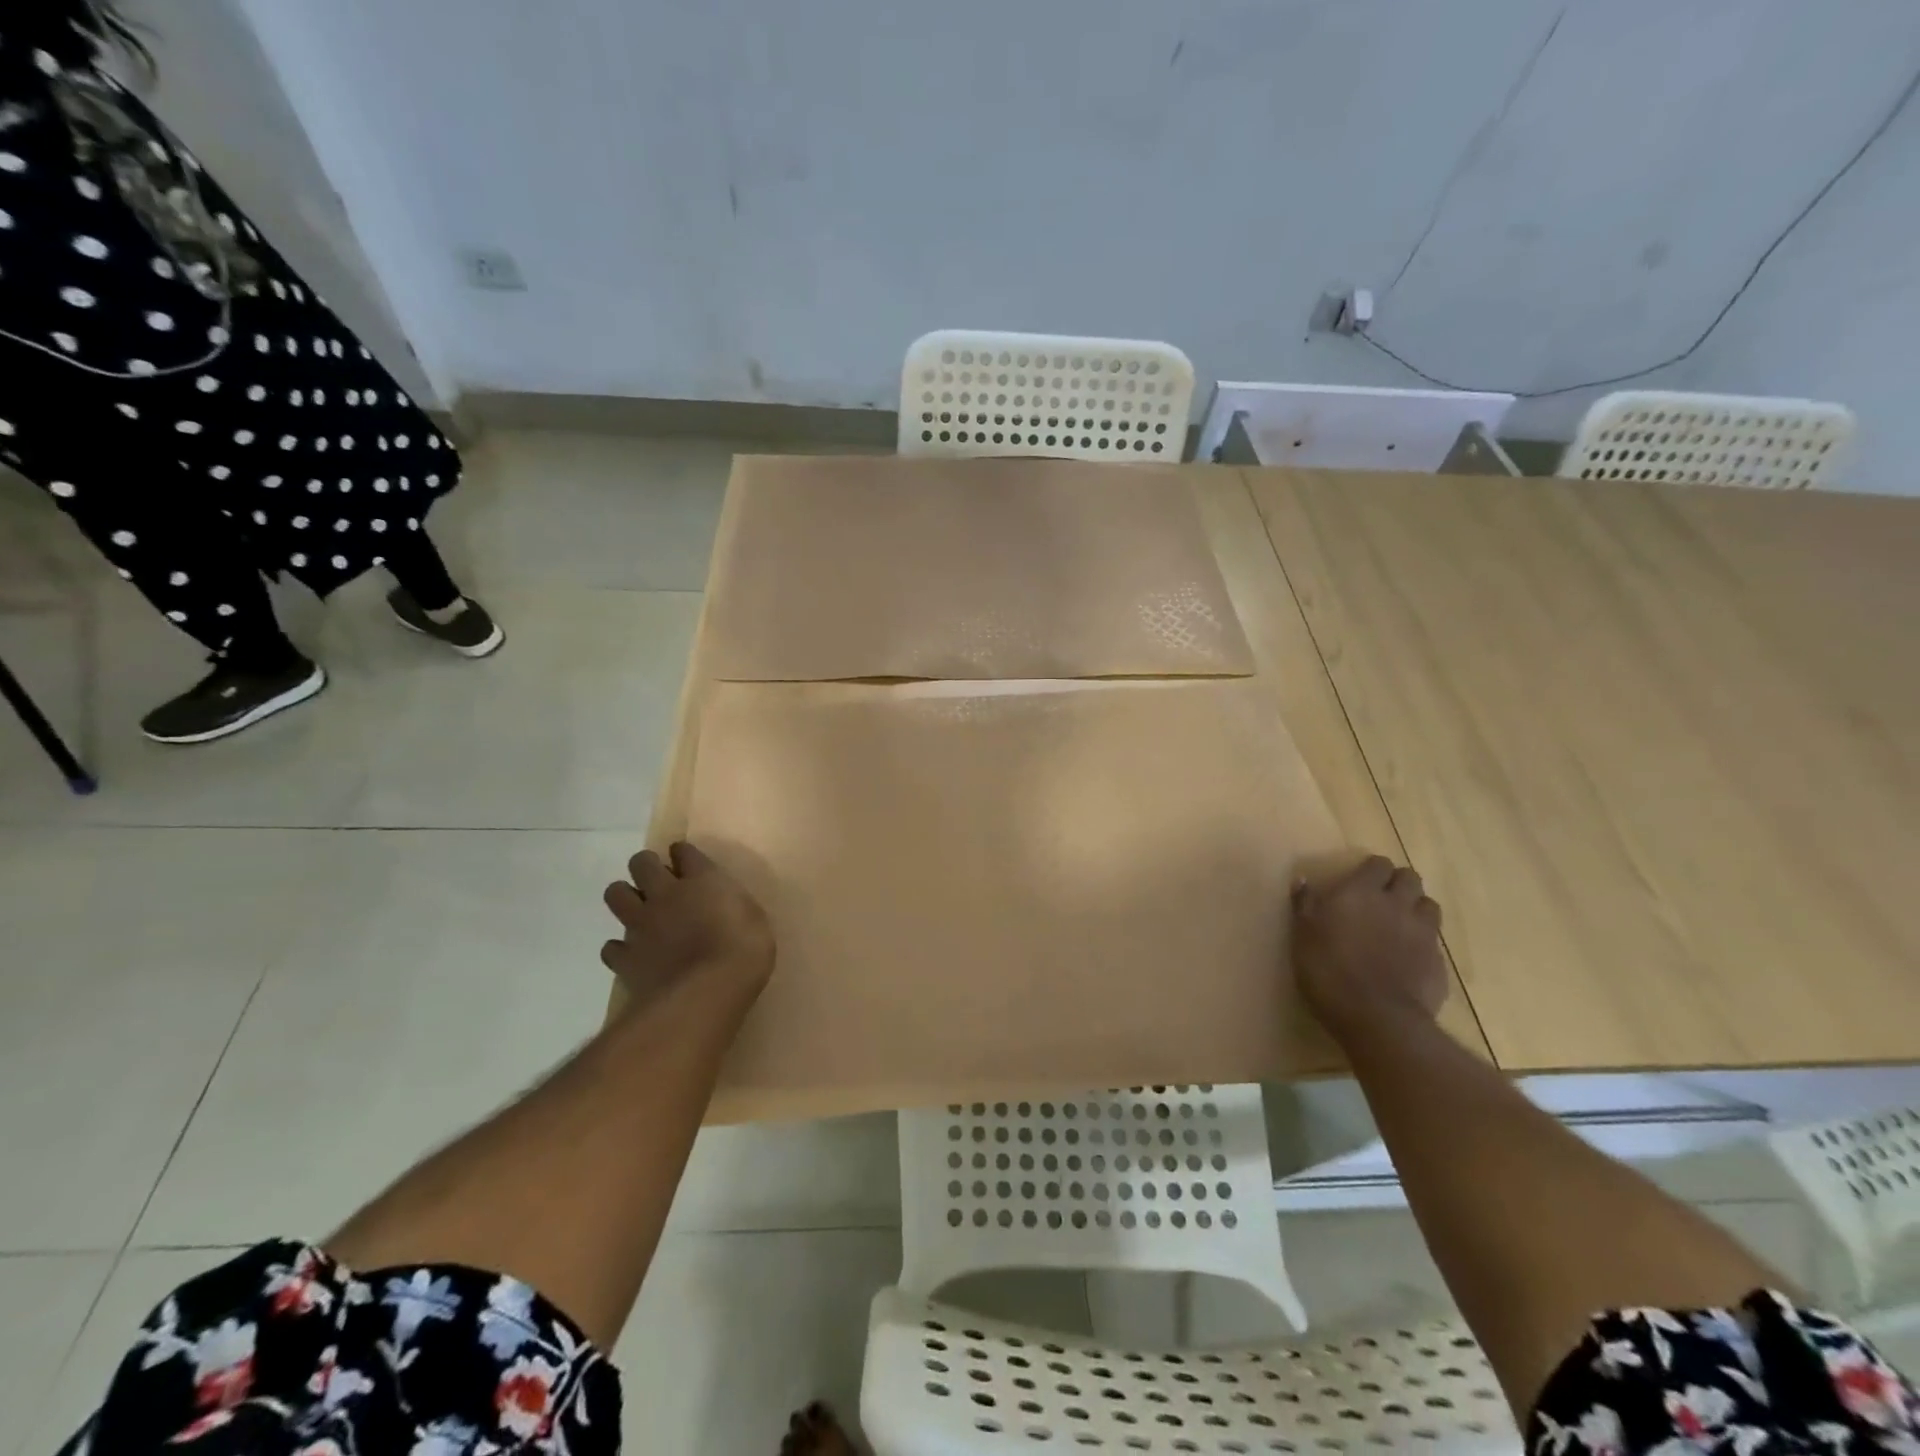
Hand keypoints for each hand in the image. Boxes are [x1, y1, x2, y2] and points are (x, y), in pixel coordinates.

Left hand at [601, 842, 773, 999]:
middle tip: (659, 881)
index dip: (683, 853)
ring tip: (640, 911)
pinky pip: (611, 946)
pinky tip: (635, 955)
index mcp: (701, 880)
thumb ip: (731, 904)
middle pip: (641, 862)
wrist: (706, 992)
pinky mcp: (625, 957)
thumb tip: (723, 904)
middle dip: (646, 866)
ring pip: (615, 894)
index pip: (684, 851)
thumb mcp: (754, 919)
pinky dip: (620, 949)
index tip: (686, 860)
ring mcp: (641, 925)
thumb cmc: (743, 951)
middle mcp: (665, 894)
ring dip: (625, 897)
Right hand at [1292, 856, 1447, 1043]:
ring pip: (1429, 906)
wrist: (1376, 1018)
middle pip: (1410, 878)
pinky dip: (1423, 943)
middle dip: (1398, 883)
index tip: (1359, 882)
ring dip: (1416, 909)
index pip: (1379, 864)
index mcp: (1362, 892)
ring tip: (1399, 924)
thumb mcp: (1303, 935)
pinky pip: (1434, 942)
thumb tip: (1302, 880)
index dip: (1371, 871)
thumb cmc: (1328, 970)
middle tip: (1381, 899)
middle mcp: (1397, 904)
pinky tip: (1408, 959)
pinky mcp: (1439, 963)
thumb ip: (1305, 904)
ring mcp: (1423, 933)